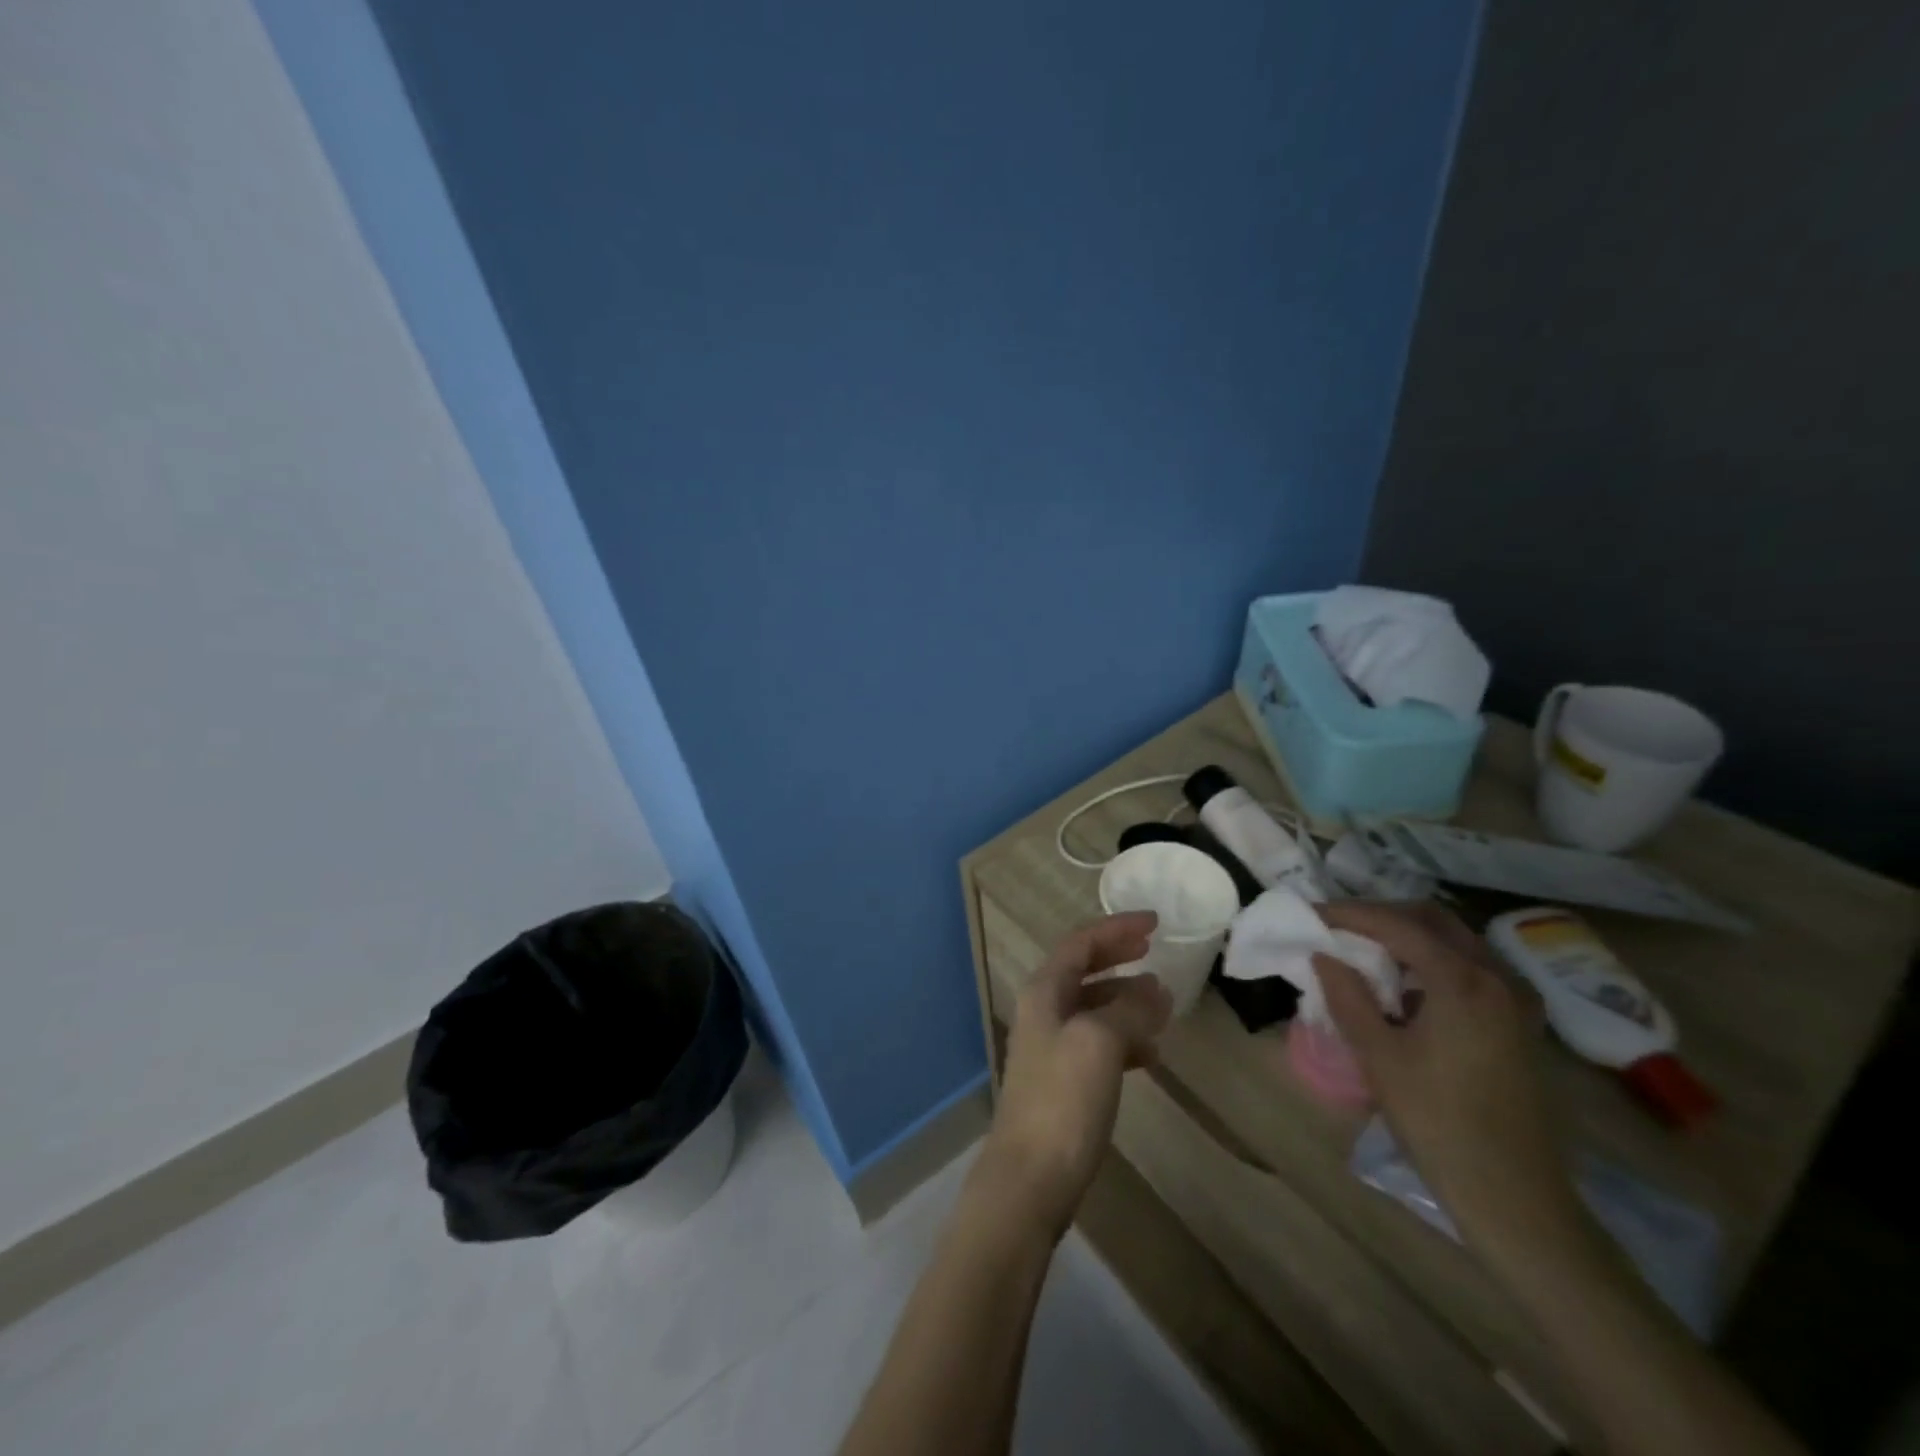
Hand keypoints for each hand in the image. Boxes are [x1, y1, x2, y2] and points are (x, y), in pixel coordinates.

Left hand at [979, 913, 1172, 1238]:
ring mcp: (1051, 1047)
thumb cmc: (1063, 1099)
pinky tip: (1150, 1054)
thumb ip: (1128, 1009)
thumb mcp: (1100, 1042)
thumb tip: (1154, 988)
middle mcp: (1043, 1012)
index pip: (1080, 943)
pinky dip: (1124, 1039)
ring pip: (1093, 1008)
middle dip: (1118, 957)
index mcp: (1044, 992)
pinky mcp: (1063, 1082)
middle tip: (1153, 950)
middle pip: (1083, 970)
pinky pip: (1098, 1044)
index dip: (1116, 928)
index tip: (1155, 922)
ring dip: (1126, 1000)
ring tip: (1163, 1006)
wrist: (1030, 1177)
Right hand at [1315, 902, 1577, 1247]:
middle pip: (1433, 920)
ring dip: (1408, 936)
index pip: (1397, 925)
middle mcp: (1496, 977)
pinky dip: (1433, 961)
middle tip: (1338, 928)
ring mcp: (1516, 1000)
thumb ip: (1347, 995)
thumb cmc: (1438, 1122)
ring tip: (1365, 953)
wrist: (1515, 1196)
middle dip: (1381, 916)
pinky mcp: (1520, 1023)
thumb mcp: (1378, 1056)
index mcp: (1462, 980)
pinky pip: (1472, 968)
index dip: (1349, 914)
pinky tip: (1406, 988)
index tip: (1311, 914)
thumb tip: (1323, 955)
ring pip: (1456, 941)